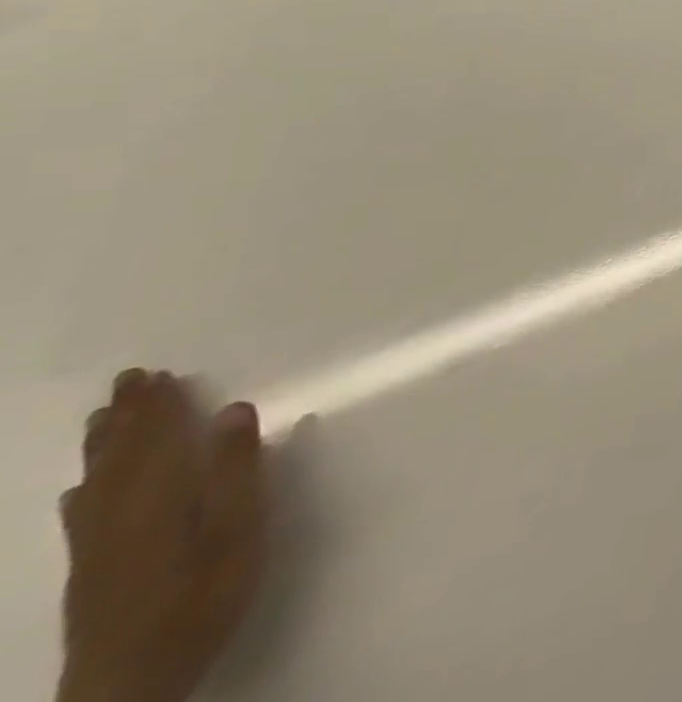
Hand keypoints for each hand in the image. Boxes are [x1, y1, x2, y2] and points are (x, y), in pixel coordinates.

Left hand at [58, 371, 266, 701]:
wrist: (128, 687)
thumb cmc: (200, 598)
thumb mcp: (238, 532)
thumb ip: (237, 470)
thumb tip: (233, 409)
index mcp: (160, 497)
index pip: (158, 439)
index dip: (160, 406)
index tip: (159, 373)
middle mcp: (120, 514)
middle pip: (122, 456)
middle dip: (128, 417)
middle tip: (129, 380)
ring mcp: (97, 548)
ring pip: (97, 482)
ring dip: (104, 446)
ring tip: (105, 417)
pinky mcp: (88, 573)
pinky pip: (80, 517)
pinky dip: (83, 491)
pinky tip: (79, 489)